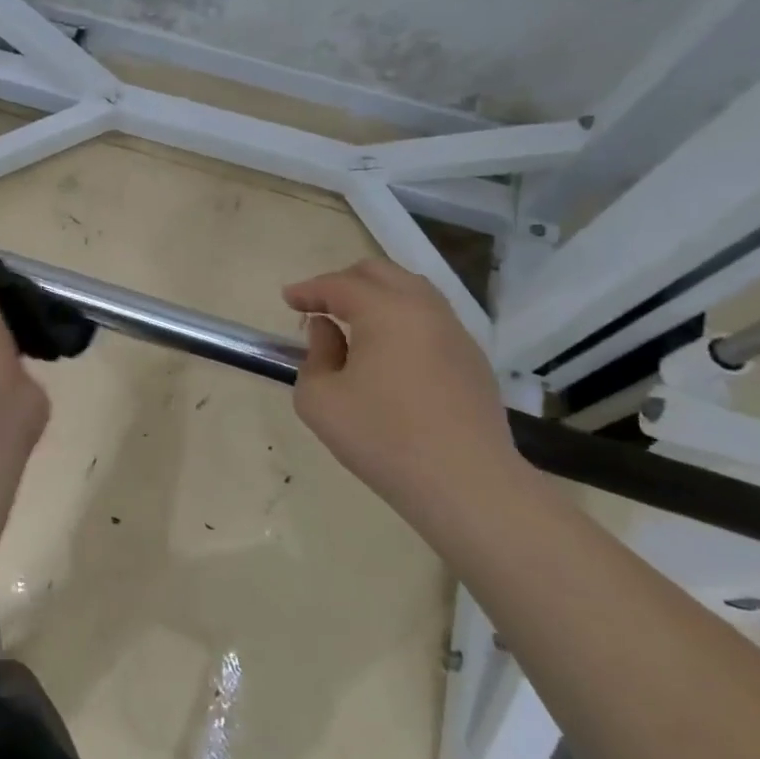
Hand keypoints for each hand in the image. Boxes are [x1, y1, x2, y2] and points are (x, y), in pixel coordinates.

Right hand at [283, 257, 518, 504]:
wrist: (466, 484)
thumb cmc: (382, 439)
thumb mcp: (319, 401)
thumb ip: (314, 356)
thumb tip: (328, 331)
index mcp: (386, 311)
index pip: (339, 285)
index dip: (308, 290)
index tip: (287, 299)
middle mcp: (425, 309)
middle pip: (381, 273)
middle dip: (344, 282)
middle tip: (319, 304)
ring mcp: (455, 333)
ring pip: (411, 292)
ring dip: (377, 297)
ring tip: (353, 323)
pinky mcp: (472, 360)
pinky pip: (430, 320)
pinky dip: (402, 320)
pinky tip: (389, 352)